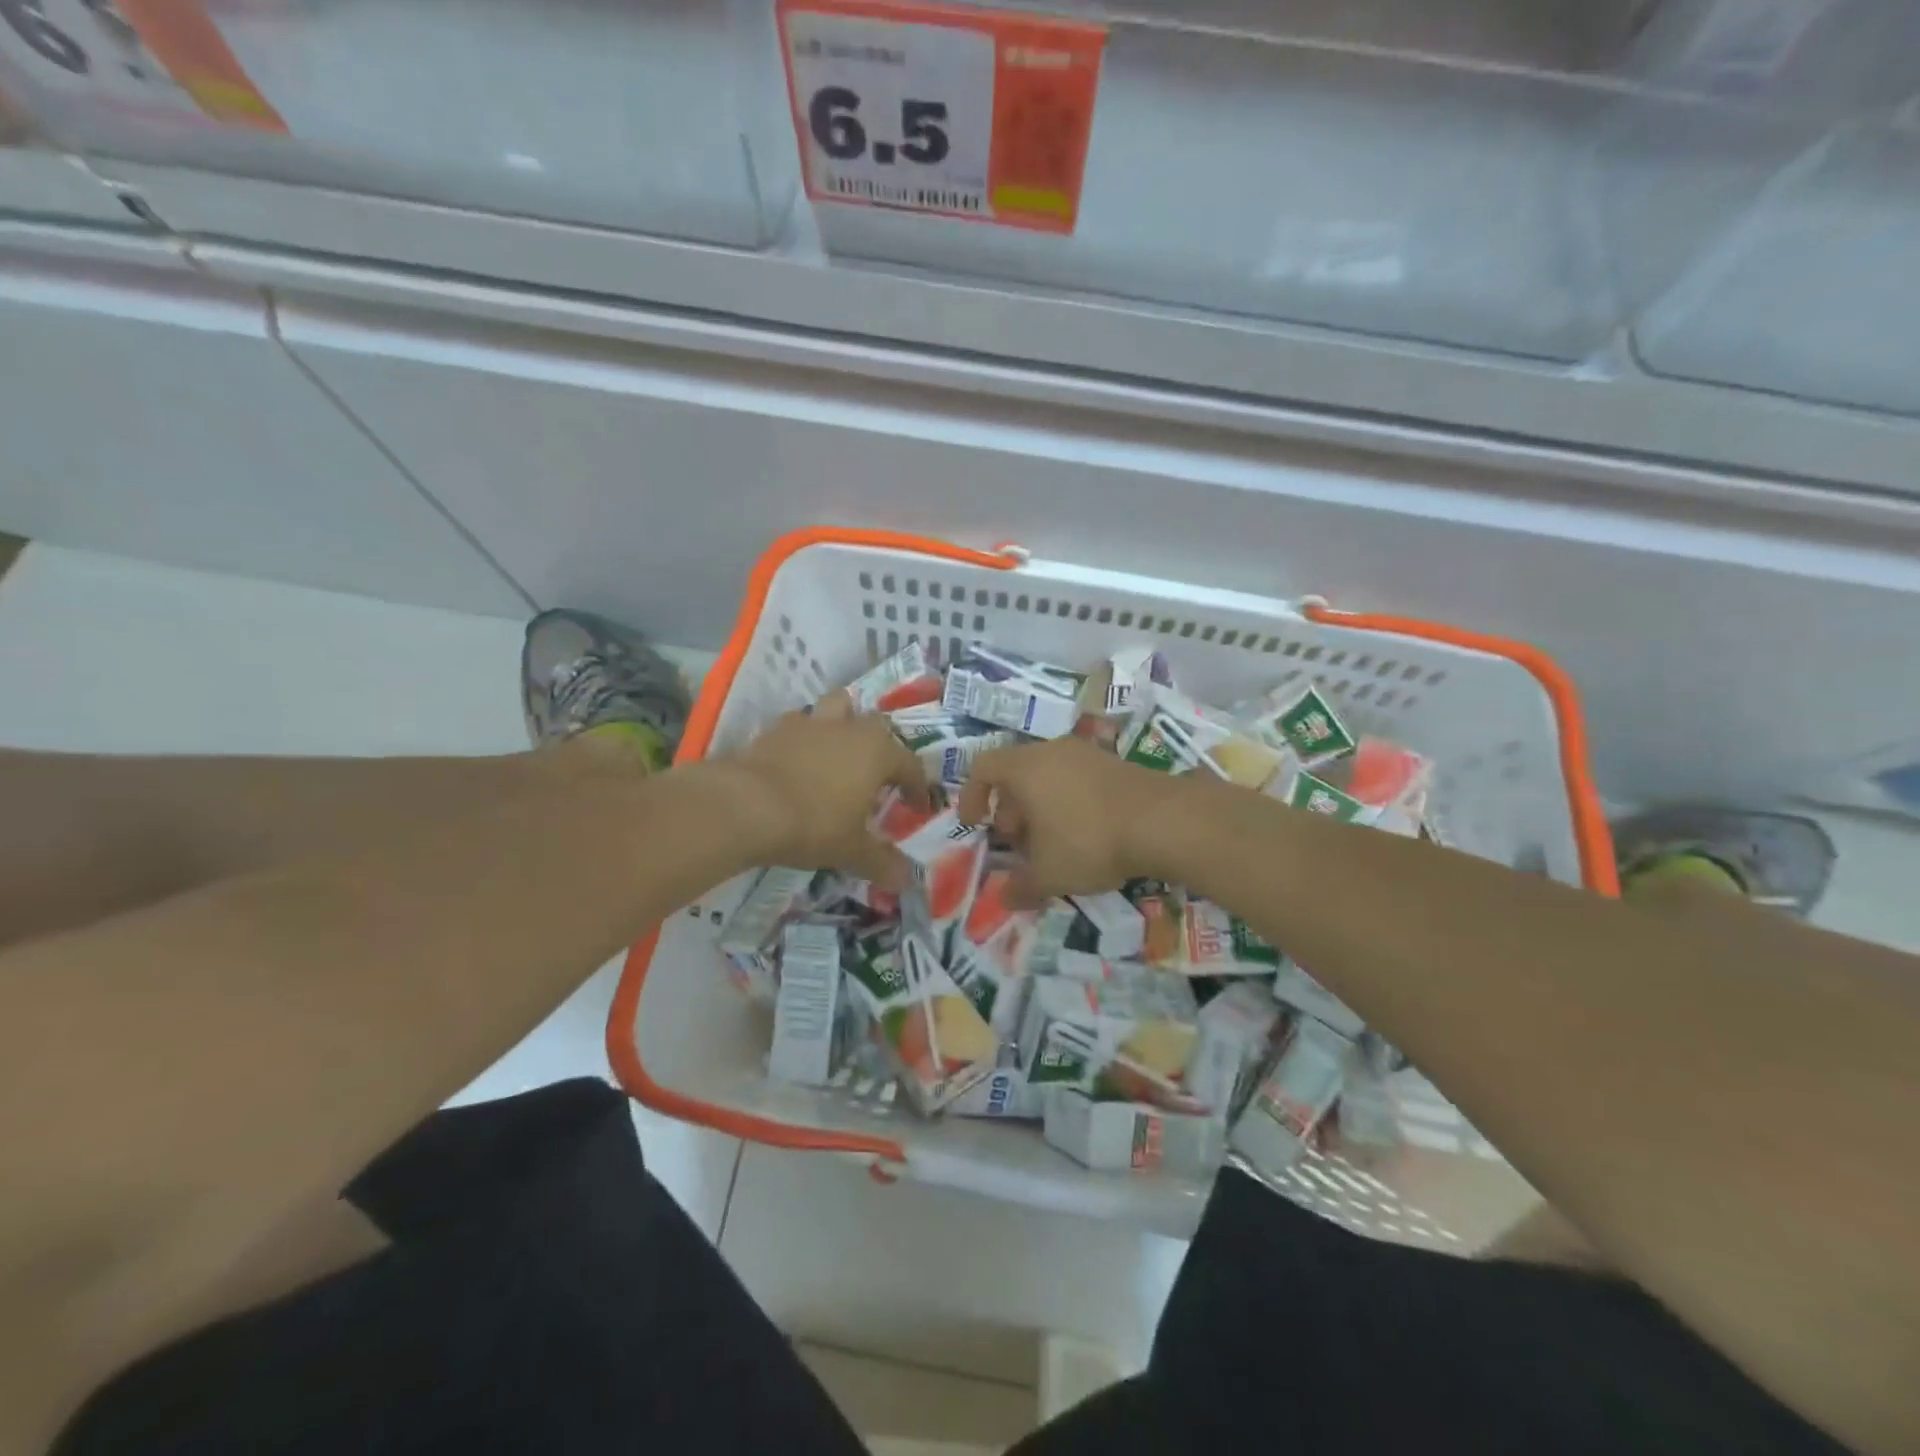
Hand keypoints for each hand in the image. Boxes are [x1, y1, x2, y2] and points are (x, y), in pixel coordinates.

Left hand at [723, 693, 929, 886]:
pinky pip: (799, 725)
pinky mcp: (775, 729)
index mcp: (877, 752)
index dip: (916, 786)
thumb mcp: (852, 850)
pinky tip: (799, 761)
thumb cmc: (814, 824)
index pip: (910, 764)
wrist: (746, 805)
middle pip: (876, 725)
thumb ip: (882, 861)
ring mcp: (810, 724)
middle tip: (877, 776)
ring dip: (843, 725)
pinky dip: (805, 738)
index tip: (915, 807)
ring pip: (836, 708)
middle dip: (882, 746)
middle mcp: (849, 728)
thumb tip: (906, 880)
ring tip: (838, 753)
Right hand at [957, 738, 1170, 906]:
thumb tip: (1004, 898)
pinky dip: (1068, 801)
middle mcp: (1053, 751)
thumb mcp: (1049, 874)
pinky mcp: (1115, 763)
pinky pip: (1077, 778)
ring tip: (1051, 843)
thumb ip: (1020, 886)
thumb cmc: (1089, 841)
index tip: (976, 825)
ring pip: (1049, 775)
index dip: (972, 796)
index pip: (982, 767)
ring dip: (1040, 806)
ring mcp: (1087, 753)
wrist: (1163, 821)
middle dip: (1009, 808)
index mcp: (1025, 768)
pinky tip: (1085, 834)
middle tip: (1017, 841)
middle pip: (1016, 772)